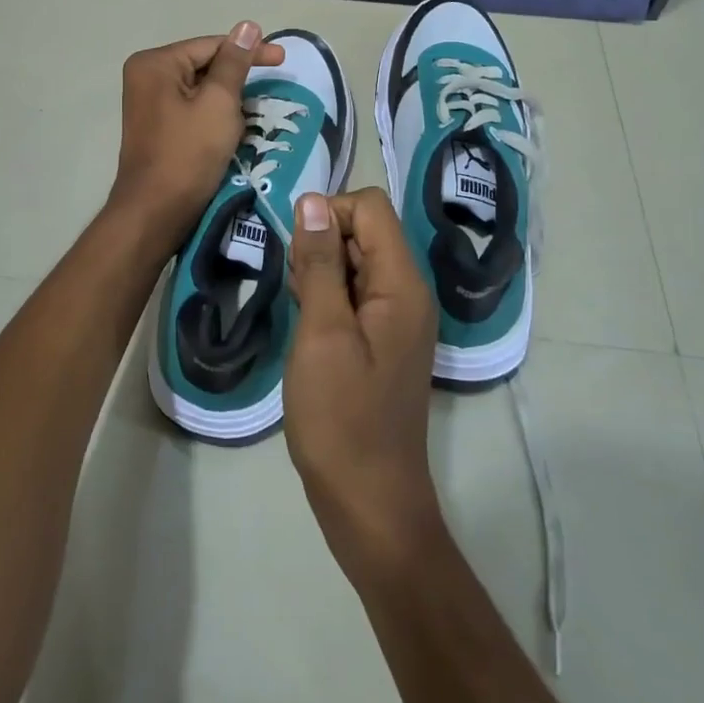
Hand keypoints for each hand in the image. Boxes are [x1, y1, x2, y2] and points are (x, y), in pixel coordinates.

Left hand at [108, 22, 283, 242]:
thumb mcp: (219, 103)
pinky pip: (192, 108)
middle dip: (237, 78)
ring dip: (229, 99)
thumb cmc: (188, 154)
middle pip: (204, 65)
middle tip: (271, 88)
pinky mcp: (157, 126)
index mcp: (155, 63)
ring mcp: (149, 103)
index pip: (211, 45)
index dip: (250, 51)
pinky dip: (215, 115)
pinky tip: (233, 128)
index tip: (283, 59)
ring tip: (253, 112)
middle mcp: (146, 76)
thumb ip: (234, 62)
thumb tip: (248, 26)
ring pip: (201, 89)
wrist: (156, 212)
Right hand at [285, 188, 446, 582]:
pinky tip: (307, 328)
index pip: (370, 207)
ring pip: (355, 263)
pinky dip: (326, 298)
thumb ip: (319, 263)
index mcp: (402, 284)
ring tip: (300, 313)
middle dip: (322, 245)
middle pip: (364, 232)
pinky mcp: (381, 341)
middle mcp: (407, 293)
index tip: (298, 254)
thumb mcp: (322, 333)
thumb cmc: (341, 416)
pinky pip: (354, 295)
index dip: (329, 214)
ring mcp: (396, 319)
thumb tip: (313, 201)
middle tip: (296, 291)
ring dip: (320, 273)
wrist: (369, 500)